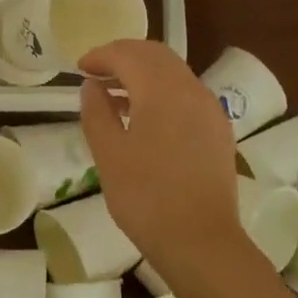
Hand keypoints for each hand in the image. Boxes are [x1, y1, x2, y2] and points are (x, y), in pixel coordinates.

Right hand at [77, 39, 243, 275]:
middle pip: (155, 55)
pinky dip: (160, 90)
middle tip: (95, 72)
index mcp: (162, 91)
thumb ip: (96, 111)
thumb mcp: (108, 153)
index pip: (128, 55)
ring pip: (173, 72)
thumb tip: (92, 85)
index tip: (79, 67)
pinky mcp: (217, 130)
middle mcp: (191, 90)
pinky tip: (142, 116)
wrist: (201, 243)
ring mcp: (209, 110)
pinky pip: (186, 93)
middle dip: (123, 56)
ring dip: (142, 72)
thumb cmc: (146, 197)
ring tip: (113, 94)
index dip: (101, 55)